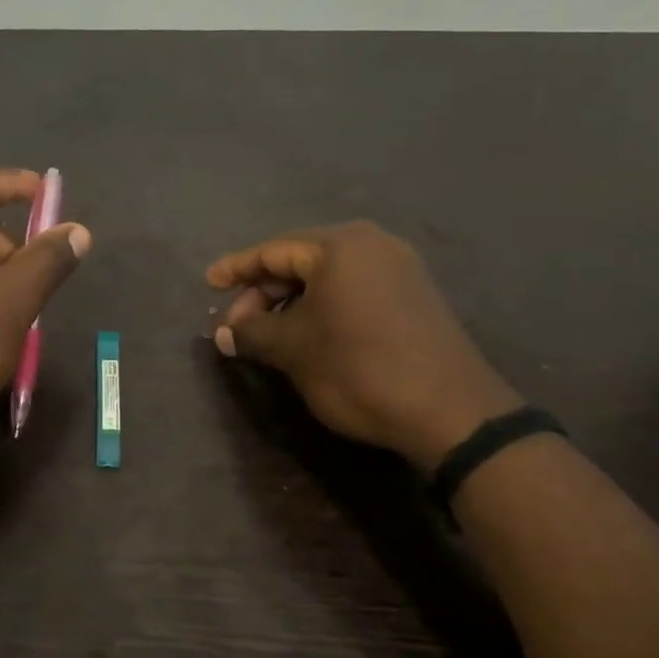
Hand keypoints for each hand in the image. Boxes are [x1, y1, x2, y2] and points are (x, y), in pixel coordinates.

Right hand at [207, 222, 522, 468]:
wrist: (450, 412)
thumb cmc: (359, 369)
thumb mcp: (294, 350)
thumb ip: (253, 333)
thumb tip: (225, 333)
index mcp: (340, 247)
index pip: (272, 250)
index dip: (236, 268)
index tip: (209, 283)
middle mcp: (372, 245)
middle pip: (299, 259)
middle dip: (263, 291)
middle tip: (237, 324)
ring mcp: (399, 268)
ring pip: (327, 275)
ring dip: (291, 301)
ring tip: (267, 332)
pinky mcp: (413, 295)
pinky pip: (352, 288)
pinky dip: (322, 305)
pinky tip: (307, 332)